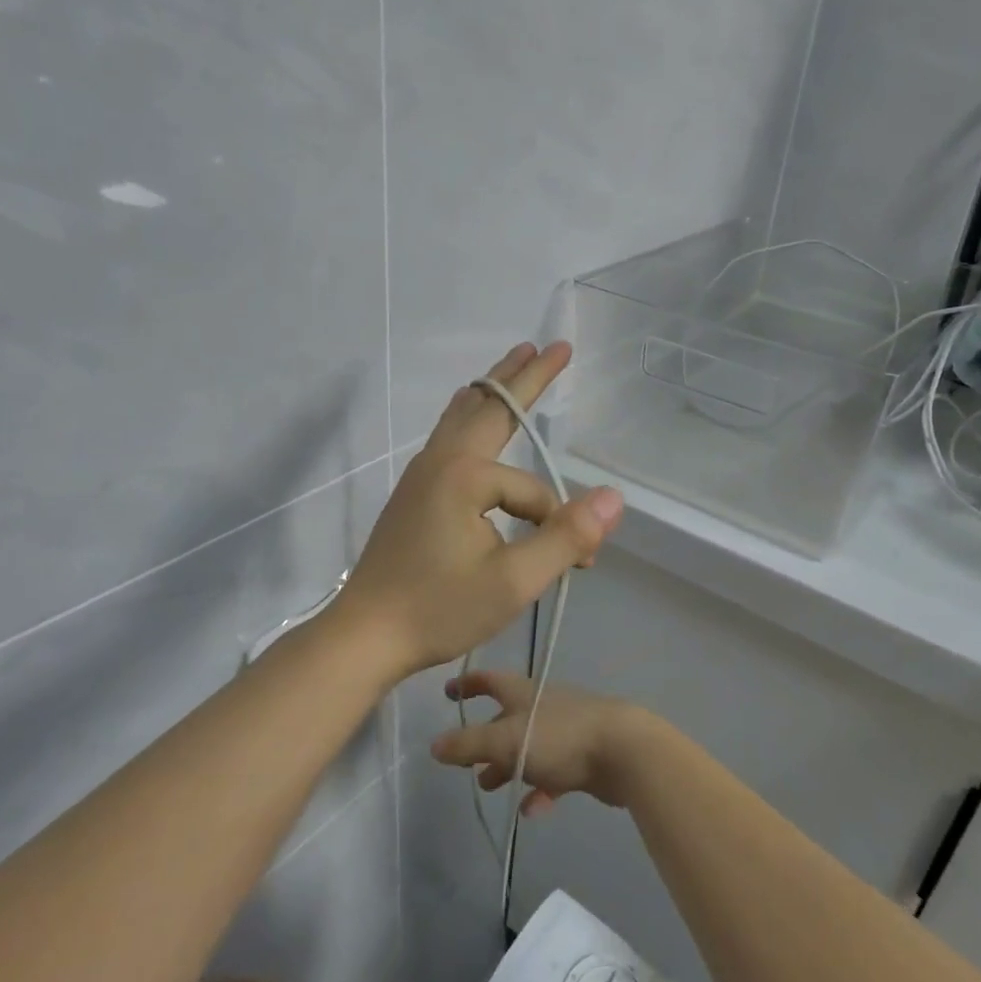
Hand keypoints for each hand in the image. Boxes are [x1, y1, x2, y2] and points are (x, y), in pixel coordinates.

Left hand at [326, 342, 623, 683]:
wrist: (365, 635)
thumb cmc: (438, 609)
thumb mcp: (513, 581)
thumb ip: (565, 537)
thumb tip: (615, 498)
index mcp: (465, 476)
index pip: (533, 493)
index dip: (559, 527)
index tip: (580, 566)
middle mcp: (440, 461)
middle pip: (489, 407)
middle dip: (524, 377)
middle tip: (552, 346)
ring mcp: (421, 474)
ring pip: (462, 417)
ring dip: (494, 390)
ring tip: (513, 362)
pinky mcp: (413, 492)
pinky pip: (449, 437)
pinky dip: (470, 414)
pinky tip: (469, 417)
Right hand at [429, 669, 655, 813]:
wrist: (624, 751)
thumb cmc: (559, 736)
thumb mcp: (506, 740)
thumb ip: (468, 744)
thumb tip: (434, 746)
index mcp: (523, 692)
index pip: (489, 680)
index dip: (467, 684)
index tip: (448, 691)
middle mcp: (542, 705)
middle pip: (506, 717)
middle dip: (485, 737)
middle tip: (466, 759)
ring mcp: (565, 731)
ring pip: (528, 747)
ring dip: (508, 765)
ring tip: (490, 787)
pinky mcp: (583, 757)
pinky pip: (554, 773)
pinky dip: (540, 788)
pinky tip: (531, 810)